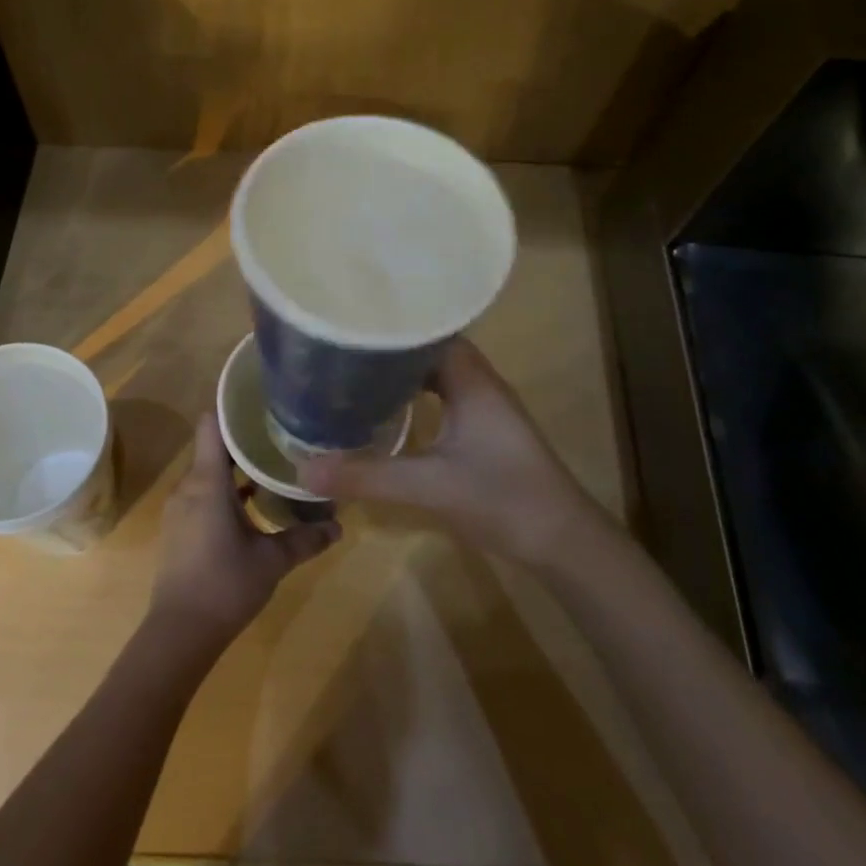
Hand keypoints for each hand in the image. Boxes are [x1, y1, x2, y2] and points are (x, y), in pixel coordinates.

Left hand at [149, 412, 340, 648]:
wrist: (179, 633)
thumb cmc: (225, 585)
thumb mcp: (272, 561)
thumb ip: (306, 539)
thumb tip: (339, 526)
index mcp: (207, 483)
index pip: (211, 426)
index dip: (232, 409)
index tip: (261, 402)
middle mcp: (189, 487)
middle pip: (213, 447)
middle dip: (244, 439)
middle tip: (281, 432)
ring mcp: (181, 507)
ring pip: (209, 472)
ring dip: (237, 467)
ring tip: (273, 463)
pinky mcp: (181, 527)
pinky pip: (203, 493)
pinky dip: (226, 489)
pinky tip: (253, 501)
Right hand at [298, 339, 611, 567]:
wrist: (562, 542)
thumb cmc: (502, 499)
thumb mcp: (428, 485)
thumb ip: (367, 476)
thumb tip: (303, 471)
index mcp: (471, 379)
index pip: (427, 331)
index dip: (390, 325)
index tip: (348, 323)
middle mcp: (479, 383)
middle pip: (428, 350)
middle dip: (387, 348)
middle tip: (339, 349)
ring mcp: (484, 408)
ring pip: (435, 375)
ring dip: (400, 374)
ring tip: (352, 374)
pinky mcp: (483, 431)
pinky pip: (442, 397)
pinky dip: (413, 398)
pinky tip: (386, 413)